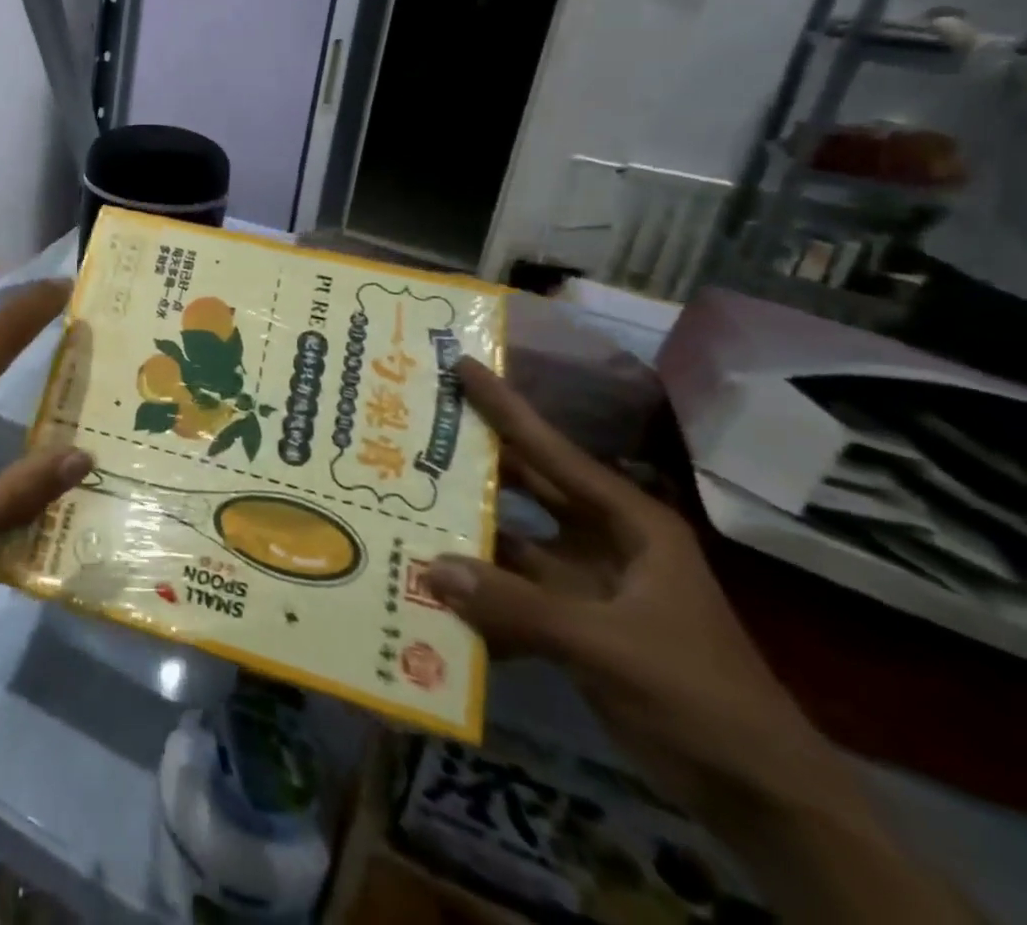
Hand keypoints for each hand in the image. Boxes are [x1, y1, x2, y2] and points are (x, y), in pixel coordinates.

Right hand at [425, 359, 846, 825]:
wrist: (762, 799)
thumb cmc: (700, 697)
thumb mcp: (611, 647)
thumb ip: (518, 607)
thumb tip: (430, 567)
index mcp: (629, 524)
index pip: (554, 452)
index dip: (505, 408)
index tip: (460, 365)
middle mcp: (602, 540)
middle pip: (526, 488)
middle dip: (472, 463)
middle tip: (411, 430)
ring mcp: (585, 582)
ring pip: (510, 541)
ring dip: (464, 531)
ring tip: (402, 503)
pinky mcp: (571, 623)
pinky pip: (509, 594)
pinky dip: (474, 593)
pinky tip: (425, 590)